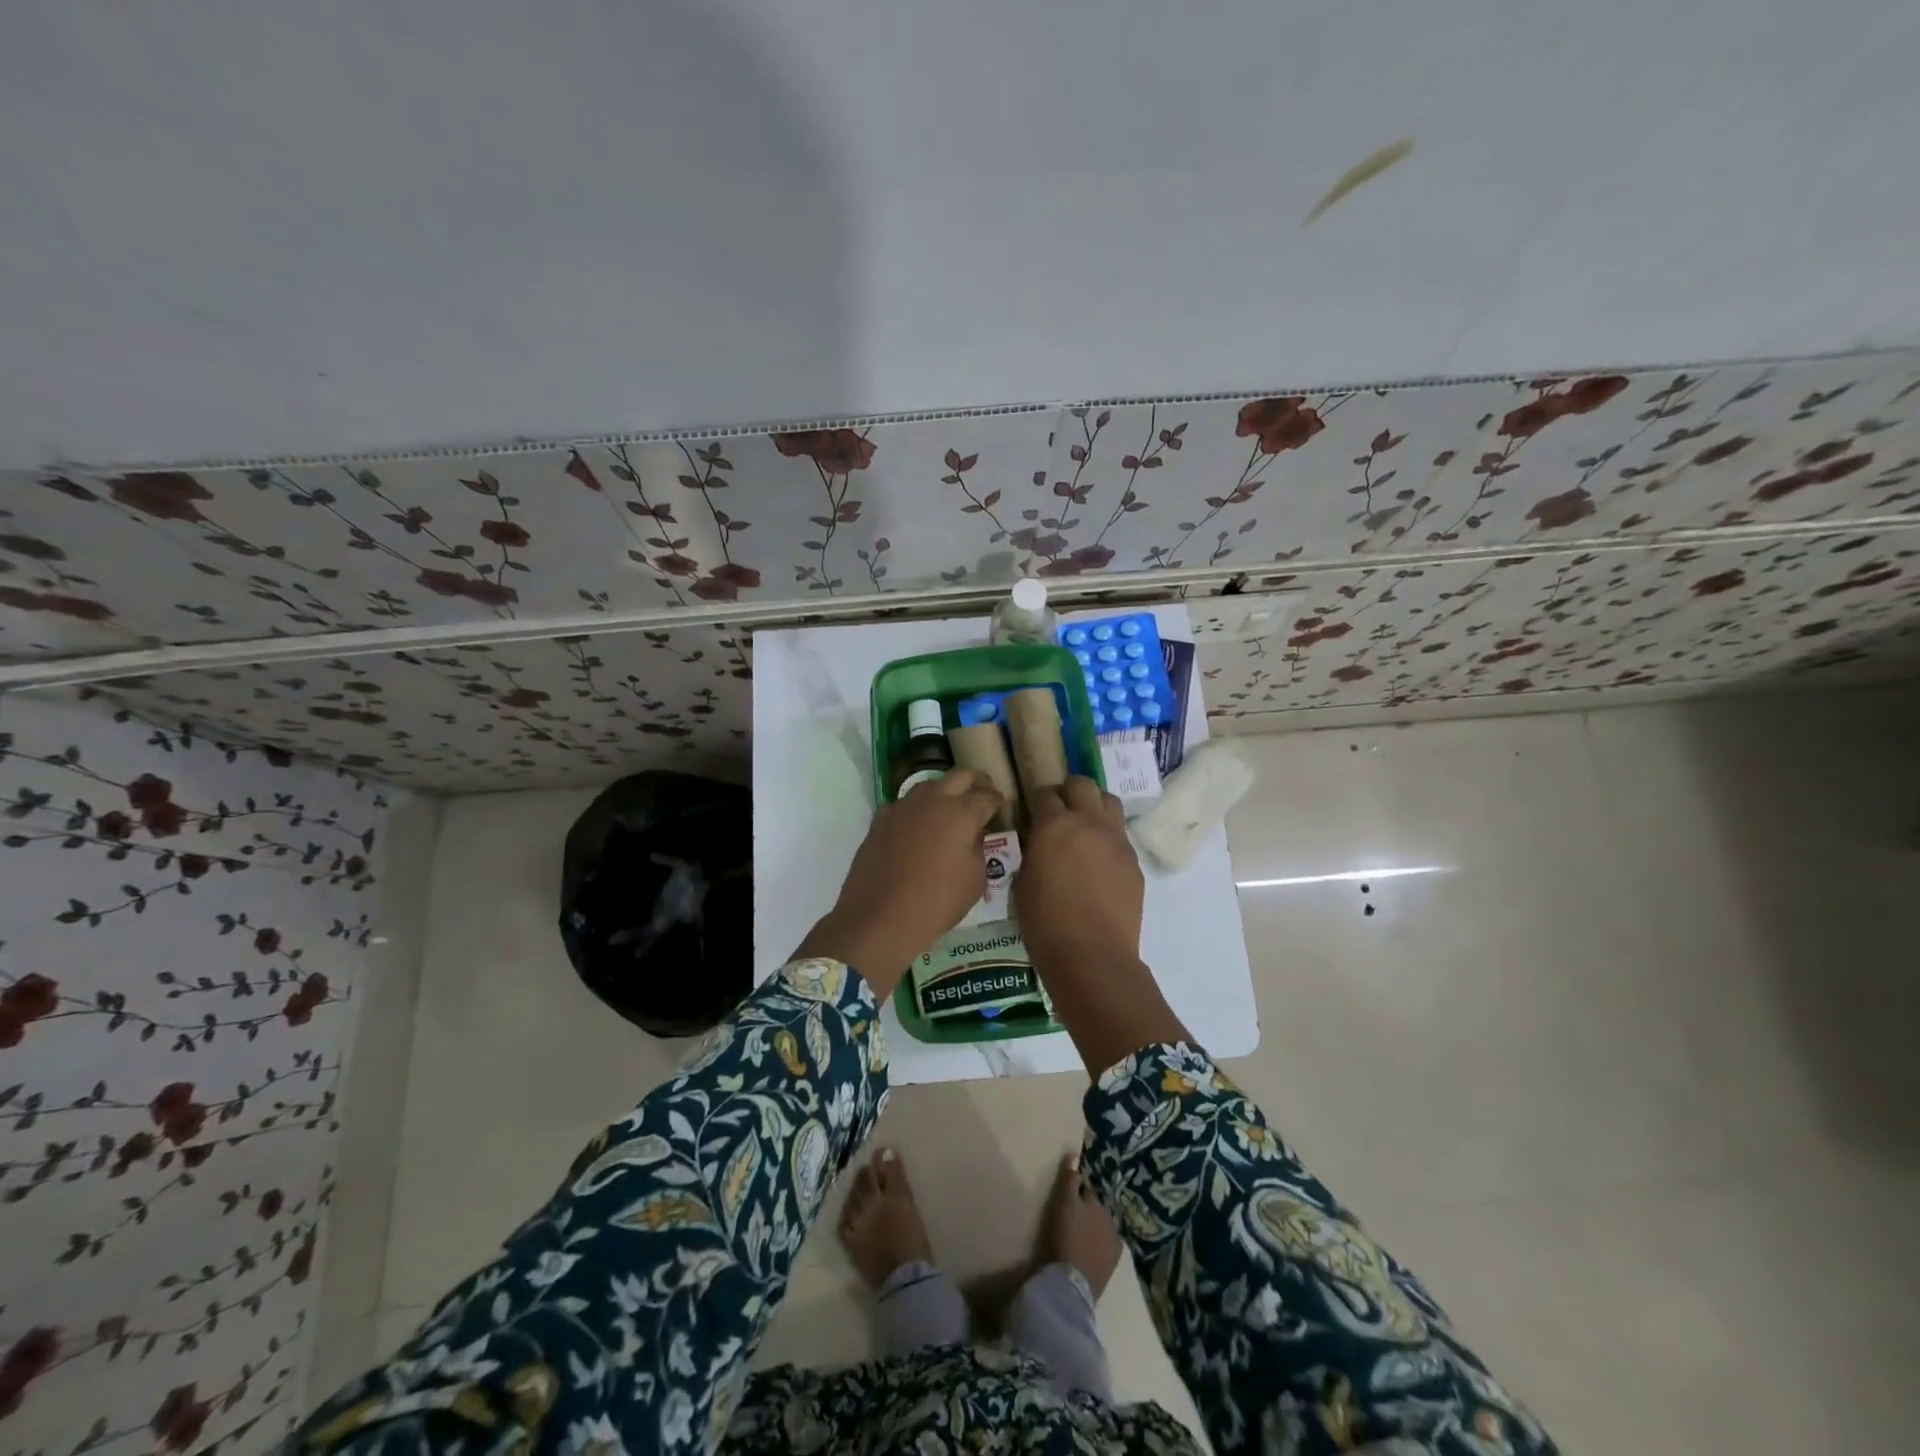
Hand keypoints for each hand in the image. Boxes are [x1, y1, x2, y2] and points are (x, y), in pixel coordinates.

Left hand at [795, 768, 1003, 996]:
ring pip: (930, 785)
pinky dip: (917, 810)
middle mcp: (932, 800)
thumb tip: (975, 836)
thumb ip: (979, 850)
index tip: (1002, 810)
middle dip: (976, 782)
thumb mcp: (975, 881)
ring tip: (951, 811)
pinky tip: (918, 828)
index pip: (988, 796)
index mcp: (961, 812)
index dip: (998, 802)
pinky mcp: (880, 820)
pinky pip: (904, 805)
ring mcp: (903, 807)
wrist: (880, 917)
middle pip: (960, 775)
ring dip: (945, 792)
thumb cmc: (937, 902)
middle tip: (983, 796)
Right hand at [1014, 777, 1143, 971]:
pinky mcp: (1133, 861)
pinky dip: (1107, 838)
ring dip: (1093, 807)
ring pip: (1108, 802)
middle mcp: (1089, 822)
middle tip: (1058, 812)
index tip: (1032, 814)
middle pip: (1082, 785)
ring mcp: (1116, 840)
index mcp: (1055, 825)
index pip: (1045, 794)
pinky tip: (1098, 861)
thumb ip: (1031, 852)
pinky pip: (1120, 836)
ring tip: (1083, 828)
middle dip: (1068, 792)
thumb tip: (1037, 842)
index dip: (1037, 801)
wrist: (1092, 955)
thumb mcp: (1022, 883)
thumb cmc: (1045, 922)